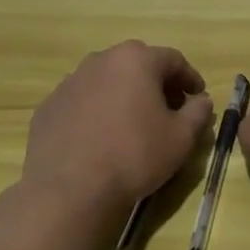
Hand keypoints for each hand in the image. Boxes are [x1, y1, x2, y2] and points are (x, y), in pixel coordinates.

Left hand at [22, 42, 212, 215]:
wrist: (70, 190)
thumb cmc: (135, 156)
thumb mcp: (181, 137)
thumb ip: (198, 112)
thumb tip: (201, 101)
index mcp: (136, 60)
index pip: (173, 60)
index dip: (189, 78)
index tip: (197, 98)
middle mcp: (100, 60)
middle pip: (137, 65)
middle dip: (156, 84)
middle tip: (168, 110)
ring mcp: (69, 82)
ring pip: (107, 81)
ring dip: (124, 95)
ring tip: (132, 124)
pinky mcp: (48, 106)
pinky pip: (82, 101)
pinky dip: (97, 111)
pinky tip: (101, 138)